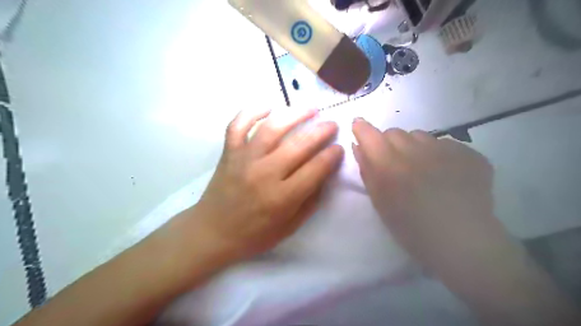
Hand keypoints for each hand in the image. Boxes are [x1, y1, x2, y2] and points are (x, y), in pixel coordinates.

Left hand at [191, 109, 343, 261]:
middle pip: (298, 145)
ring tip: (311, 109)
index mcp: (281, 198)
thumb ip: (310, 201)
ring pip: (272, 128)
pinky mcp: (229, 152)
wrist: (212, 232)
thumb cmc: (254, 234)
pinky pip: (238, 125)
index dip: (332, 156)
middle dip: (321, 131)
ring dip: (294, 114)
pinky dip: (252, 111)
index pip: (315, 169)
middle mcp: (264, 174)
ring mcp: (244, 159)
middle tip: (332, 124)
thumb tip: (325, 174)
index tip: (339, 148)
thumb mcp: (290, 227)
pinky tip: (269, 107)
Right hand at [349, 118, 509, 273]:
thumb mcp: (380, 202)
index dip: (362, 128)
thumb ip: (367, 170)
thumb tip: (358, 146)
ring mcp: (445, 149)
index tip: (358, 127)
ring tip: (422, 169)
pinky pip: (444, 144)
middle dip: (388, 143)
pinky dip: (438, 155)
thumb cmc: (410, 227)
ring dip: (413, 147)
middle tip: (394, 163)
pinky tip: (445, 175)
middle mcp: (416, 150)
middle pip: (394, 132)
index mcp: (389, 165)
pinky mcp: (469, 153)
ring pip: (419, 135)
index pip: (369, 134)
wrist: (461, 242)